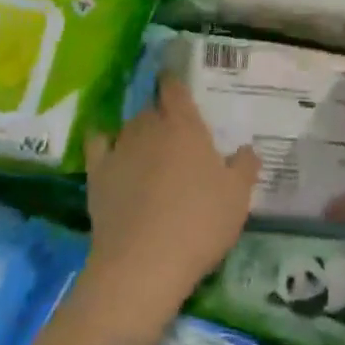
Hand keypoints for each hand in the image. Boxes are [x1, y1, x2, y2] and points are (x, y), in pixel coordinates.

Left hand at [80, 77, 259, 331]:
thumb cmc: (199, 223)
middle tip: (175, 137)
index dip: (174, 82)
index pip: (175, 88)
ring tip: (148, 152)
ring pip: (129, 127)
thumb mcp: (237, 197)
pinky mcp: (97, 173)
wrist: (144, 263)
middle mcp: (150, 127)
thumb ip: (245, 167)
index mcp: (185, 126)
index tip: (175, 82)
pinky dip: (103, 141)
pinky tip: (107, 147)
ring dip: (139, 133)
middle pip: (153, 110)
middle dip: (162, 117)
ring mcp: (120, 148)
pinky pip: (98, 144)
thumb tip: (247, 148)